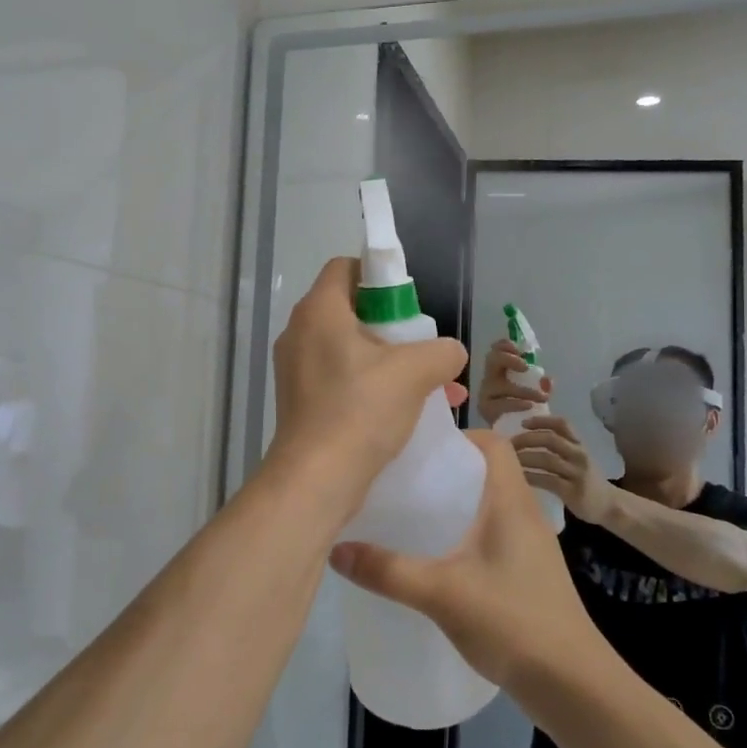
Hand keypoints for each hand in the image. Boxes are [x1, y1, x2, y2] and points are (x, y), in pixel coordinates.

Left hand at [269, 257, 468, 506]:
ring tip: (432, 386)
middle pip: (351, 310)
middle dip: (394, 327)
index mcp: (319, 311)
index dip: (380, 275)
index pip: (346, 267)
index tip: (409, 303)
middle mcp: (300, 333)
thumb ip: (442, 351)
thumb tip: (450, 353)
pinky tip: (410, 412)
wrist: (316, 480)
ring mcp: (297, 370)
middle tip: (422, 348)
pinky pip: (343, 380)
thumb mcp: (415, 372)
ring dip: (391, 362)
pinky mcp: (301, 402)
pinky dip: (374, 386)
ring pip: (351, 350)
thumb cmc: (361, 411)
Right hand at [329, 432, 608, 691]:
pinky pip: (492, 535)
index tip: (418, 449)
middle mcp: (525, 513)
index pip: (492, 442)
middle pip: (486, 471)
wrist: (572, 684)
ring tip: (411, 515)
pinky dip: (464, 533)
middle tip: (402, 480)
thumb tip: (336, 549)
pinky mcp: (528, 573)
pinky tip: (437, 558)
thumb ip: (388, 571)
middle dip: (445, 470)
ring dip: (454, 504)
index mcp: (512, 501)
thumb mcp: (441, 593)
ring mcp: (530, 545)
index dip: (458, 435)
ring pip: (488, 505)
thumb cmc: (512, 621)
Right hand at [474, 339, 553, 425]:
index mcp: (500, 371)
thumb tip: (547, 380)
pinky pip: (500, 404)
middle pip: (492, 360)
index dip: (506, 345)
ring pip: (500, 385)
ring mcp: (486, 394)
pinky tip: (529, 407)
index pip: (497, 349)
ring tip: (541, 397)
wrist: (514, 436)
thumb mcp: (536, 394)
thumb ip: (542, 386)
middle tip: (525, 367)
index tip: (522, 351)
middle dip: (509, 359)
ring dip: (523, 390)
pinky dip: (516, 404)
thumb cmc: (523, 411)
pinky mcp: (486, 410)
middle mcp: (490, 379)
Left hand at [511, 415, 615, 522]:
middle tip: (509, 444)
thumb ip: (559, 446)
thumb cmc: (586, 479)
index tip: (523, 423)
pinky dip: (530, 477)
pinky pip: (547, 480)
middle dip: (527, 439)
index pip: (561, 423)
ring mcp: (577, 473)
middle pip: (550, 439)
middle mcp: (579, 455)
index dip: (541, 420)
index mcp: (579, 444)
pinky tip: (518, 477)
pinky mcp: (572, 491)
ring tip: (508, 460)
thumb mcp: (577, 458)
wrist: (609, 505)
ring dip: (525, 457)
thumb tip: (527, 436)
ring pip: (547, 459)